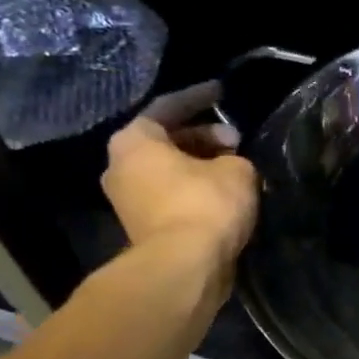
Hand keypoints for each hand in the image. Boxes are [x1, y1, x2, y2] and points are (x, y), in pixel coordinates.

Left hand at [102, 83, 258, 264]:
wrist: (184, 266)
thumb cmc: (205, 205)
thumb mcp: (237, 170)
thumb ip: (234, 157)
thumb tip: (229, 163)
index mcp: (134, 141)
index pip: (169, 107)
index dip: (199, 97)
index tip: (222, 92)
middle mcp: (120, 166)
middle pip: (166, 141)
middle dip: (204, 138)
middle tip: (237, 142)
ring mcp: (128, 200)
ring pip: (170, 171)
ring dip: (201, 167)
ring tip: (236, 169)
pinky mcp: (143, 228)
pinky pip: (173, 197)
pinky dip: (196, 191)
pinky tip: (225, 195)